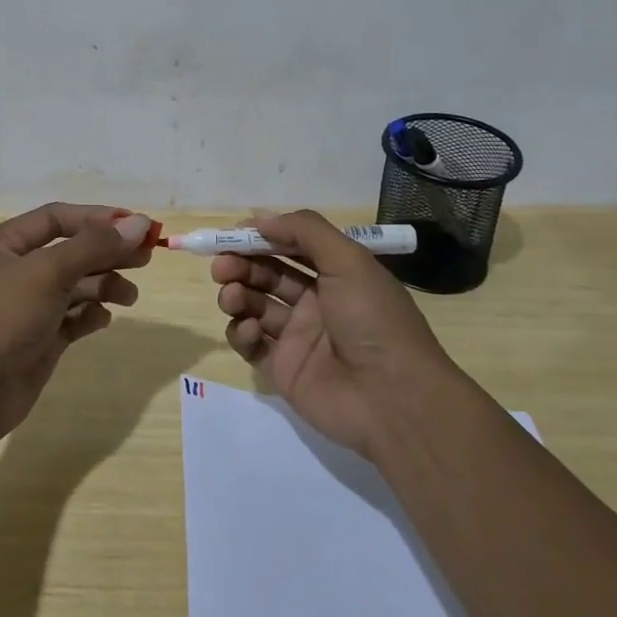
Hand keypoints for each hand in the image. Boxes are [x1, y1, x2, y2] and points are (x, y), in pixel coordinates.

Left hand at [0, 204, 153, 448]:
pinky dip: (90, 316)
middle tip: (147, 256)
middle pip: (70, 251)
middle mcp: (14, 272)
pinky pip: (72, 319)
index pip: (57, 219)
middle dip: (107, 252)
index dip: (97, 219)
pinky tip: (102, 319)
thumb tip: (139, 223)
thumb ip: (94, 246)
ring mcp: (26, 308)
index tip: (137, 225)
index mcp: (3, 244)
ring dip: (104, 286)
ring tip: (129, 296)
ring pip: (74, 287)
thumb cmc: (0, 317)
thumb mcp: (47, 272)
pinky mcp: (38, 341)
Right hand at [211, 211, 453, 457]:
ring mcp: (297, 337)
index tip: (231, 235)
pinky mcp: (282, 369)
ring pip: (254, 306)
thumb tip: (259, 219)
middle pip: (267, 274)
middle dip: (241, 265)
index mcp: (335, 274)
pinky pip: (251, 344)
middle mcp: (316, 302)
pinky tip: (249, 329)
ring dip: (236, 295)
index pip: (290, 247)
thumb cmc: (373, 319)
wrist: (394, 398)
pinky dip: (242, 332)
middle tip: (222, 266)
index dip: (260, 238)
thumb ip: (304, 231)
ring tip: (231, 296)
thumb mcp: (349, 260)